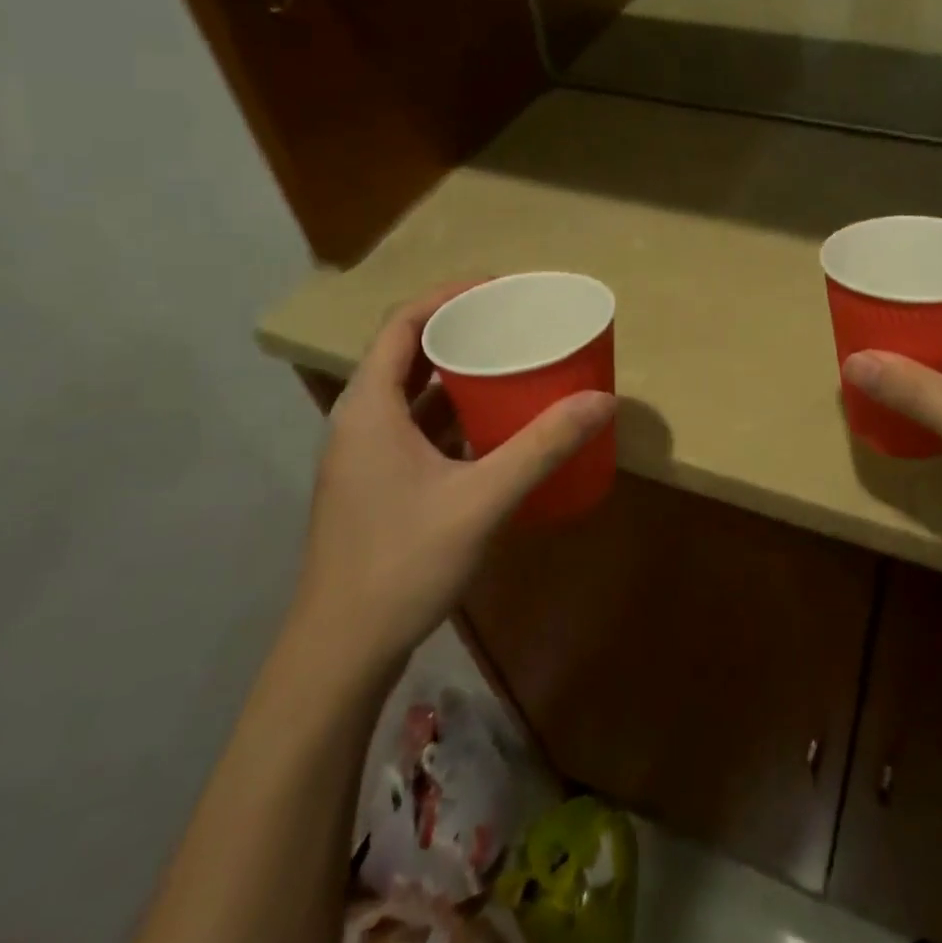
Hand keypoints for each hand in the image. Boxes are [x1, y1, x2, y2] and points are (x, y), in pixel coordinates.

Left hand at [289, 282, 615, 671]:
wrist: (340, 653)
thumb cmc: (401, 563)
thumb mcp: (481, 500)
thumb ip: (542, 447)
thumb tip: (602, 401)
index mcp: (369, 407)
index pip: (402, 324)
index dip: (448, 297)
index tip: (499, 289)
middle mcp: (360, 421)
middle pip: (408, 353)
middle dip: (461, 332)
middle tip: (515, 323)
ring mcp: (366, 456)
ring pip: (413, 394)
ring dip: (457, 374)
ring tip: (512, 363)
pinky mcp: (377, 484)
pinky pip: (417, 428)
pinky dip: (453, 414)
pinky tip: (494, 424)